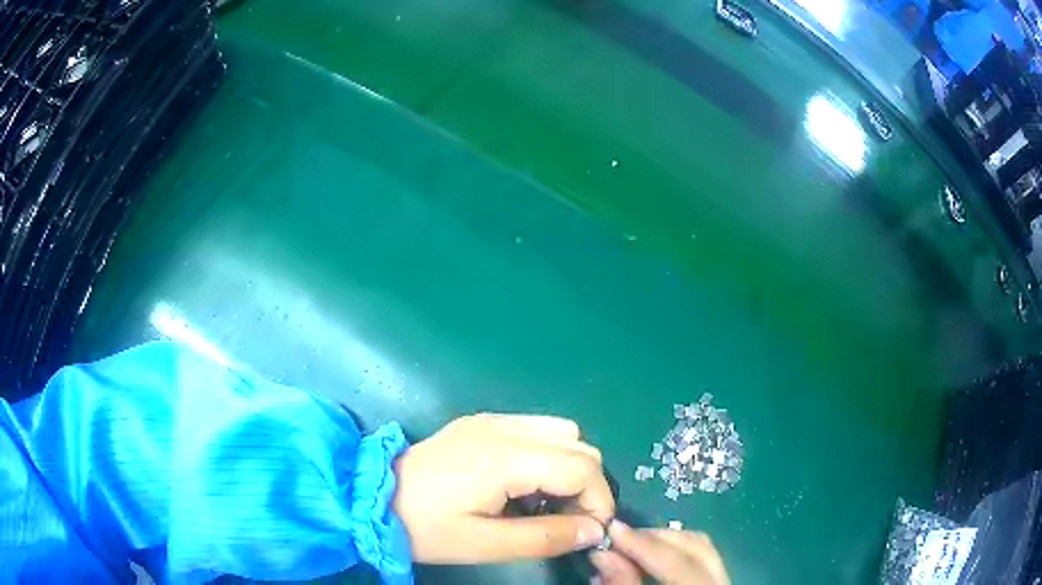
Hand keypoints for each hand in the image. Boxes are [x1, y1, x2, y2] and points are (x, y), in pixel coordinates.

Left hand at [392, 413, 614, 563]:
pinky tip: (523, 484)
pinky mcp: (480, 423)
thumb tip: (594, 531)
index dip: (599, 501)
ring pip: (561, 432)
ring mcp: (491, 421)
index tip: (589, 532)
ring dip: (569, 467)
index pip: (583, 467)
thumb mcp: (485, 544)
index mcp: (507, 457)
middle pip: (580, 445)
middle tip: (569, 521)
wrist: (373, 498)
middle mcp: (505, 428)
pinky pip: (535, 429)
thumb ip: (546, 537)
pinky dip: (547, 455)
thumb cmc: (427, 527)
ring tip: (547, 503)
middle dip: (588, 486)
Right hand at [590, 521, 729, 584]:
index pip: (677, 561)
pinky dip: (675, 551)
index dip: (643, 544)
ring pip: (702, 545)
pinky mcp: (719, 578)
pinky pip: (702, 555)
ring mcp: (724, 578)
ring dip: (665, 540)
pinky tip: (651, 556)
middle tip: (619, 536)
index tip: (610, 527)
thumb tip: (602, 551)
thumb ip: (623, 583)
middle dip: (655, 536)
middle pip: (696, 544)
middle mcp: (723, 580)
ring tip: (632, 546)